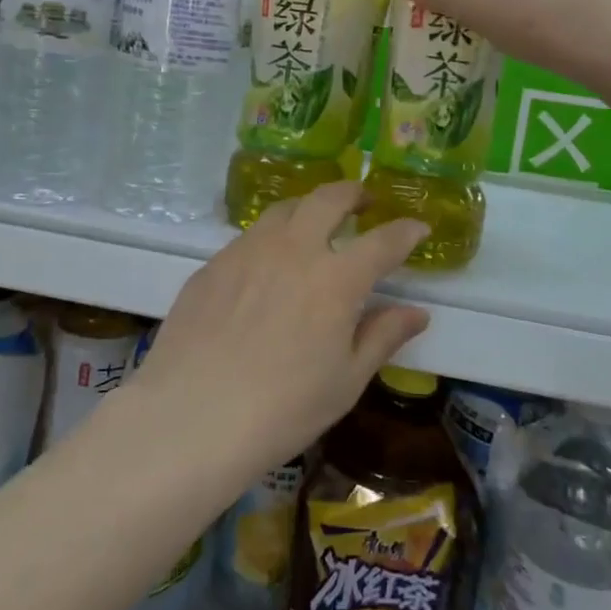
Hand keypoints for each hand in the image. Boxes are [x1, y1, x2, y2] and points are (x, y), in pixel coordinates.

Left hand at [129, 183, 430, 478]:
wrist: (192, 416)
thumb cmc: (283, 408)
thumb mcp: (346, 381)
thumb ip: (382, 336)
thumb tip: (416, 312)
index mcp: (335, 279)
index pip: (382, 241)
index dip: (405, 232)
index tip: (418, 228)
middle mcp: (292, 249)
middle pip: (328, 199)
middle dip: (353, 193)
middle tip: (363, 201)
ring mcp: (246, 251)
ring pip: (283, 209)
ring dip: (308, 208)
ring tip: (314, 223)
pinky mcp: (212, 264)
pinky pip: (248, 237)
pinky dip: (270, 238)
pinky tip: (265, 265)